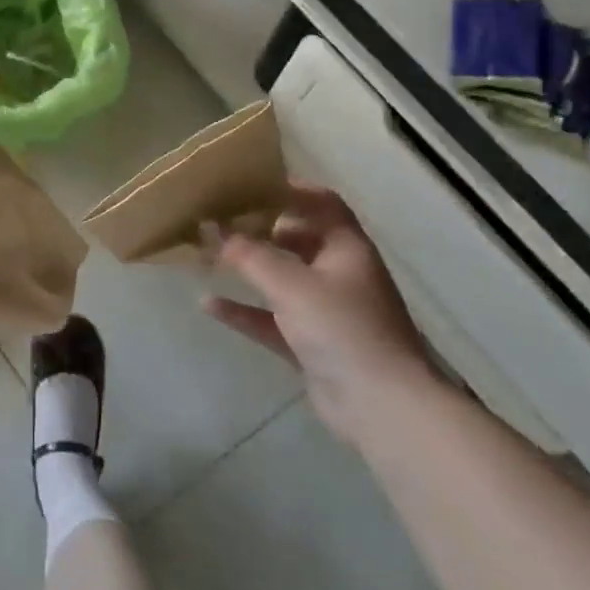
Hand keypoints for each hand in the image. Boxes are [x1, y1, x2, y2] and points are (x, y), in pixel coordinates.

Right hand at [205, 183, 439, 440]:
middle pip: (297, 239)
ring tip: (209, 255)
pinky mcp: (311, 343)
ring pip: (281, 280)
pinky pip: (272, 318)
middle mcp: (339, 274)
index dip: (290, 189)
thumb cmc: (342, 329)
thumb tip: (211, 227)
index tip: (249, 183)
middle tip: (219, 219)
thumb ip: (249, 255)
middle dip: (259, 229)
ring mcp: (326, 311)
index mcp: (346, 248)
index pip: (322, 203)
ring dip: (249, 269)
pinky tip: (208, 304)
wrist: (380, 406)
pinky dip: (245, 310)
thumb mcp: (292, 285)